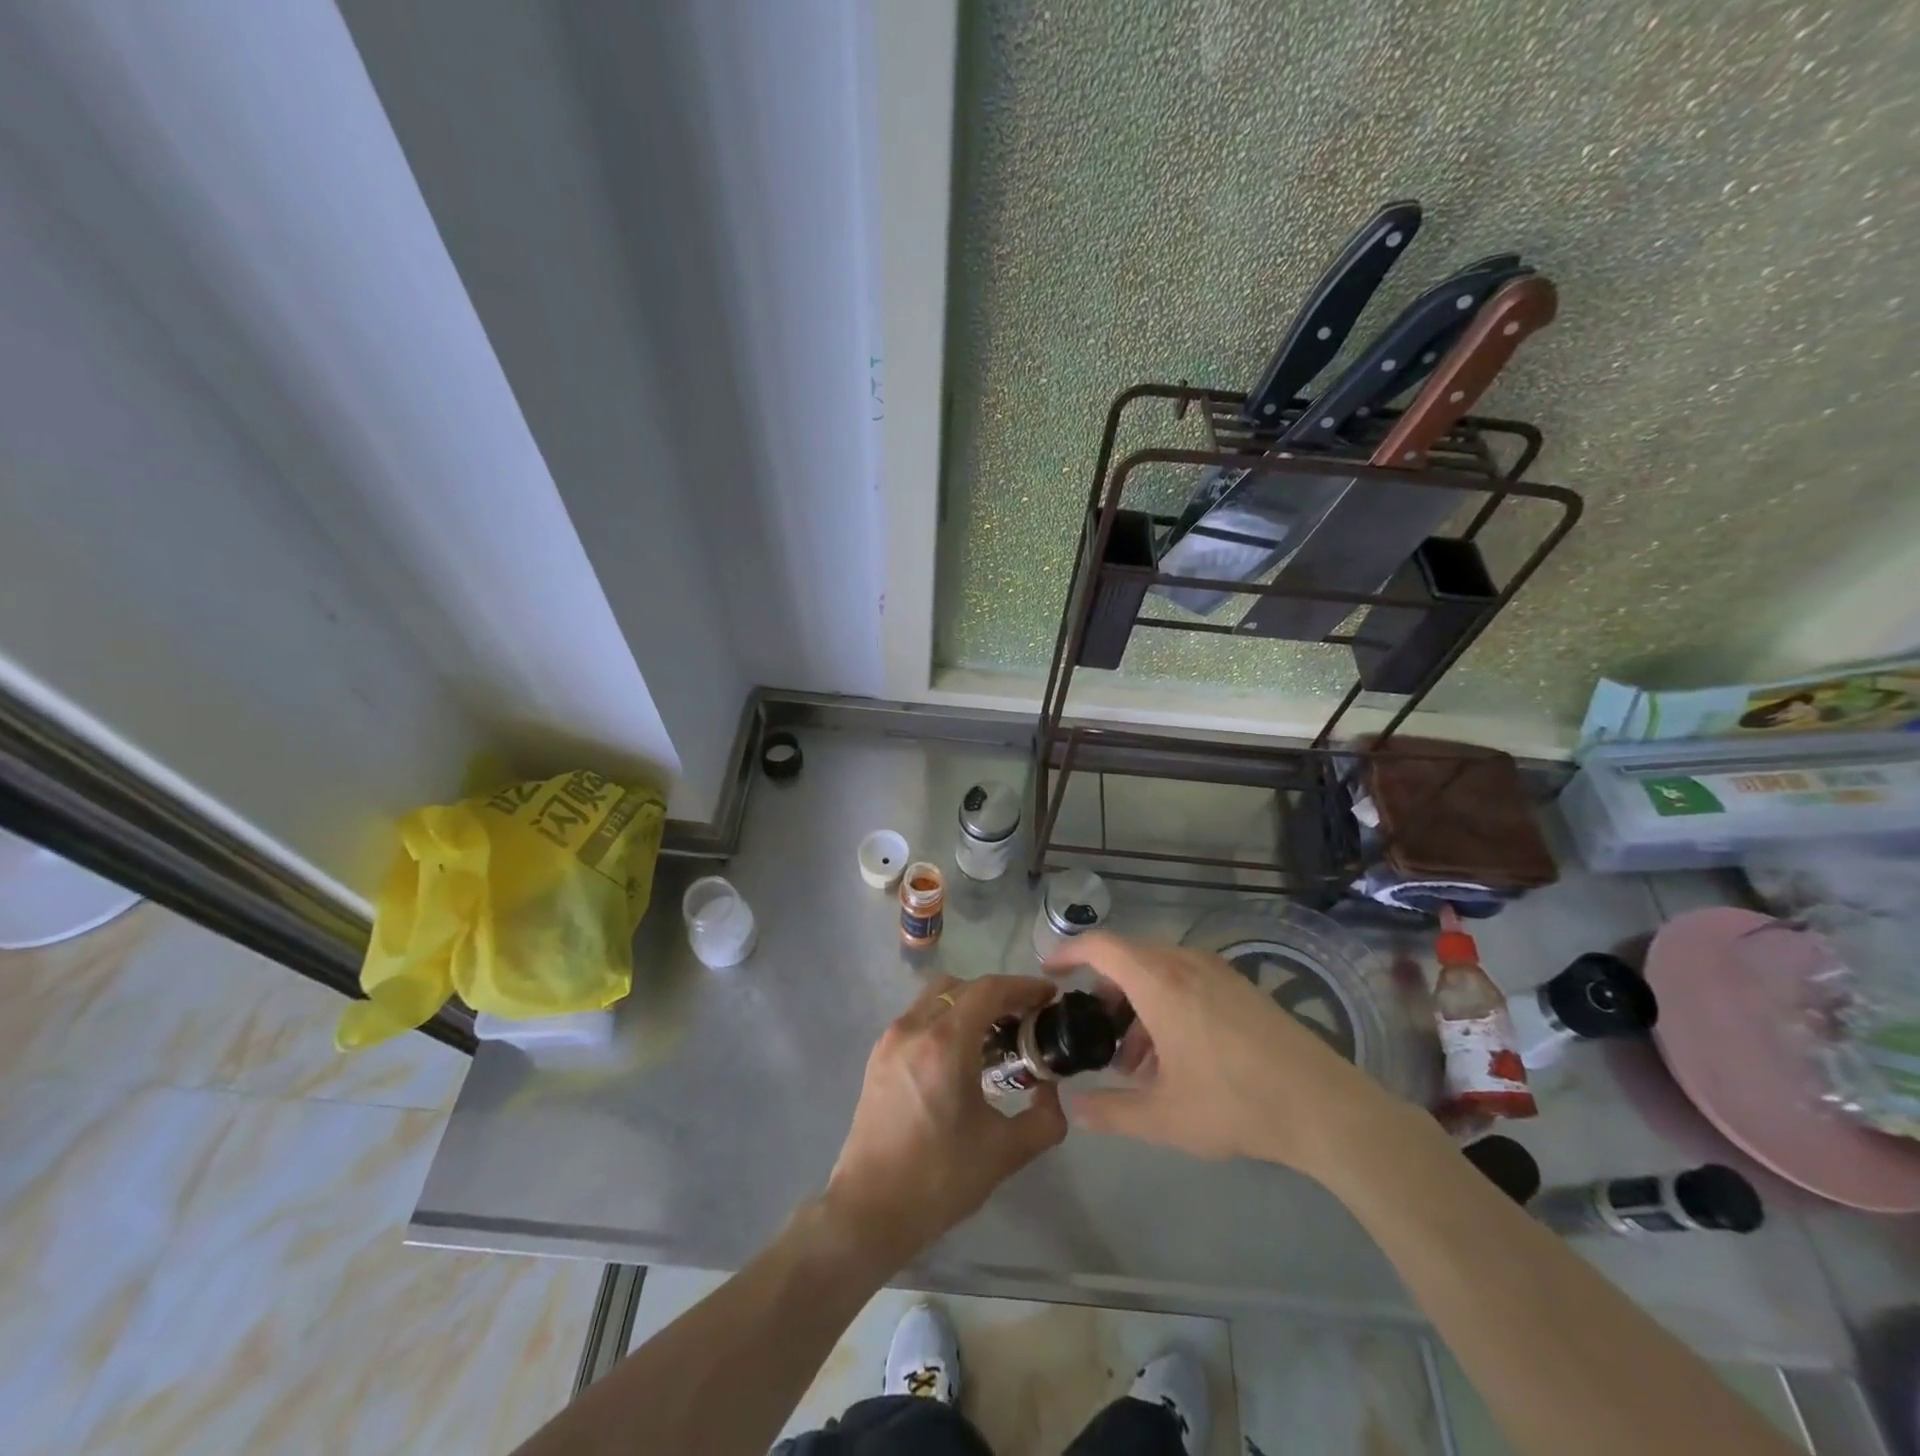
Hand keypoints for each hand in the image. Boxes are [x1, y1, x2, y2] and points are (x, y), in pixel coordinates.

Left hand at [823, 974, 1068, 1271]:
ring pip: (936, 997)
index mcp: (945, 1043)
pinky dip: (945, 1019)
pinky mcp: (878, 1055)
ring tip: (995, 1036)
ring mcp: (891, 1039)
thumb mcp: (1006, 1152)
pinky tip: (961, 1055)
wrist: (869, 1211)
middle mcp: (914, 1028)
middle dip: (998, 994)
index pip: (989, 990)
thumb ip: (1045, 1118)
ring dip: (969, 1004)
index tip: (1049, 996)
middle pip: (962, 987)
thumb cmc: (939, 1179)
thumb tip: (1051, 1089)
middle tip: (1025, 1019)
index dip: (1023, 987)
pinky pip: (918, 1017)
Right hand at [1048, 932, 1399, 1176]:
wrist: (1324, 1107)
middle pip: (1128, 959)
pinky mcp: (1241, 987)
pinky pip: (1187, 980)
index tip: (1049, 971)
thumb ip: (1110, 1112)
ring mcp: (1218, 972)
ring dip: (1137, 1004)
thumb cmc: (1234, 1104)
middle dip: (1104, 992)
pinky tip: (1175, 1056)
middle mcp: (1185, 963)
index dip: (1068, 953)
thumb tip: (1073, 1107)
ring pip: (1159, 971)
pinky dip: (1166, 1004)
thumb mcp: (1163, 1117)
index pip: (1100, 947)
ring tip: (1135, 1060)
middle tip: (1093, 1033)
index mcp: (1159, 981)